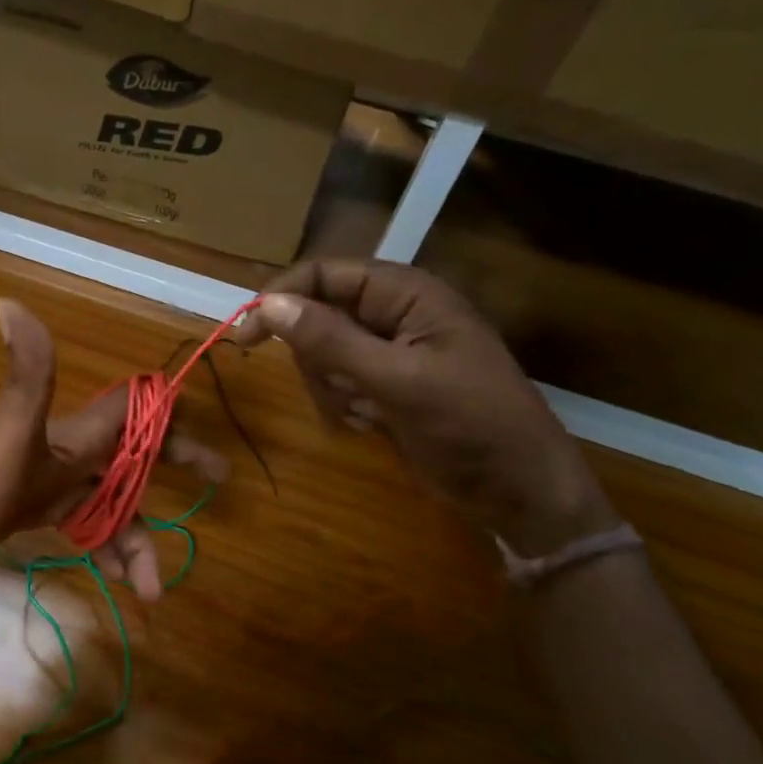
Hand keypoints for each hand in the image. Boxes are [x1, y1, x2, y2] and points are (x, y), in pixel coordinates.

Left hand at [0, 298, 227, 598]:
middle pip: (133, 459)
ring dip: (136, 540)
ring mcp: (53, 482)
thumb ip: (26, 375)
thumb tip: (9, 300)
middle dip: (172, 473)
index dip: (172, 423)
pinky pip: (88, 524)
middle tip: (216, 488)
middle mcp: (69, 452)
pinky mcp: (38, 509)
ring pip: (113, 503)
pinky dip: (107, 548)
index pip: (135, 413)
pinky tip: (119, 580)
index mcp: (73, 433)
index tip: (210, 454)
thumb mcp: (7, 436)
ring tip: (151, 589)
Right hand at [232, 260, 616, 554]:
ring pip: (323, 354)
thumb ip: (330, 340)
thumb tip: (266, 305)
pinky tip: (373, 424)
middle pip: (318, 315)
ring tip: (367, 412)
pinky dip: (344, 405)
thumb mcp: (397, 380)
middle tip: (342, 390)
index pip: (325, 275)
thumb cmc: (469, 424)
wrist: (518, 488)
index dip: (281, 298)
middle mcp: (395, 313)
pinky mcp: (387, 385)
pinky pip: (339, 383)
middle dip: (317, 357)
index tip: (244, 335)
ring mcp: (391, 351)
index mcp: (406, 293)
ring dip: (331, 387)